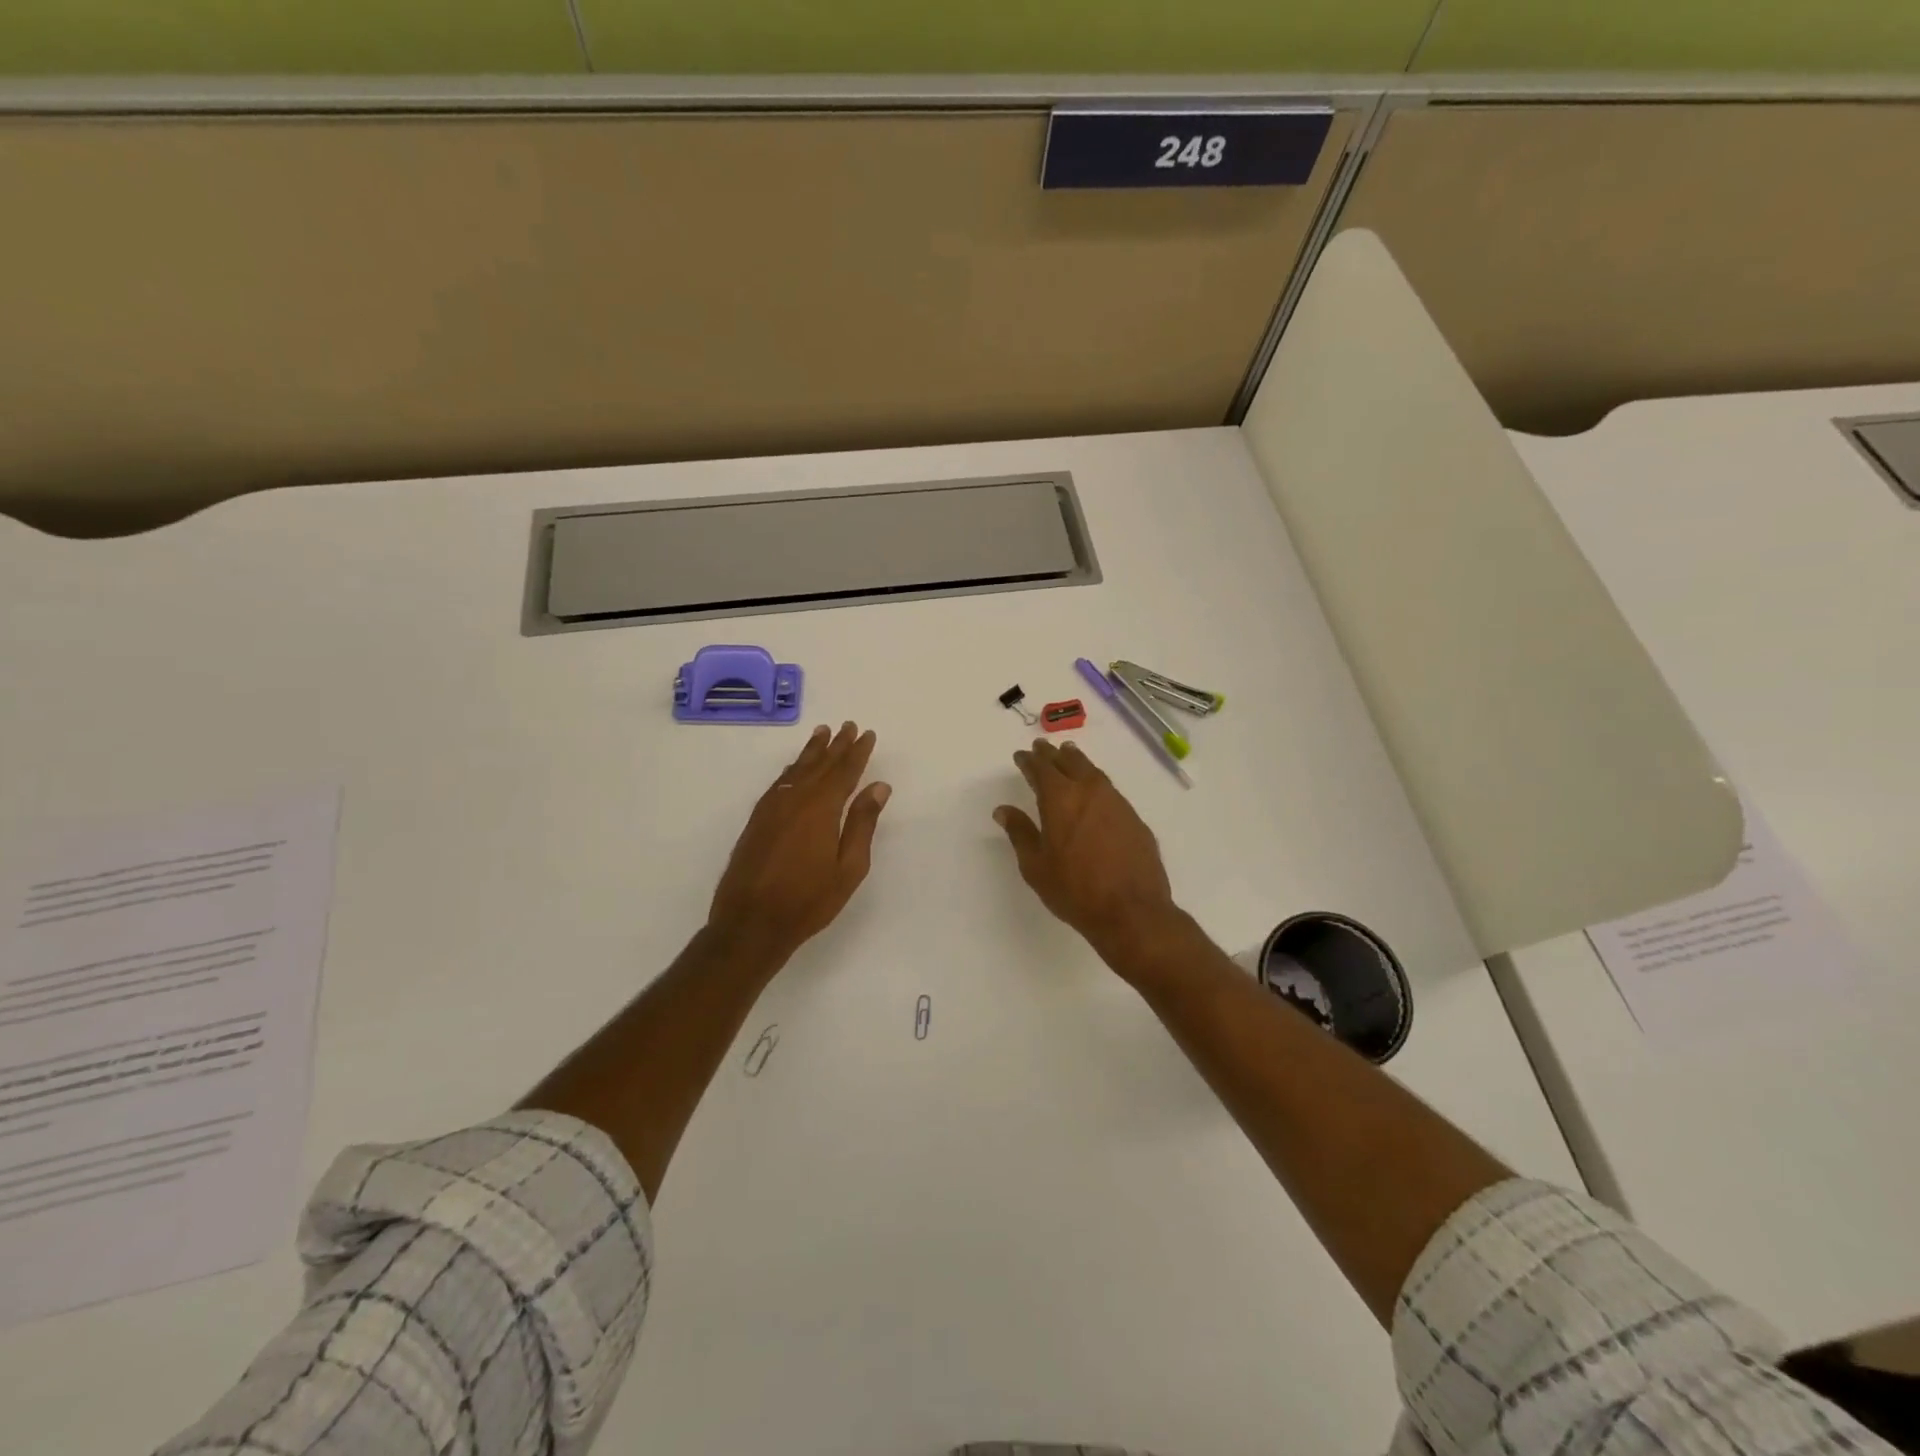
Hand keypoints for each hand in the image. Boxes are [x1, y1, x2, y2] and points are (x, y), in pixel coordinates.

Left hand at [708, 722, 890, 963]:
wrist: (750, 923)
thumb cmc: (808, 900)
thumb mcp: (849, 867)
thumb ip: (862, 823)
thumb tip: (878, 786)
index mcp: (821, 808)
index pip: (844, 772)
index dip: (857, 752)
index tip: (868, 734)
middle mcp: (795, 799)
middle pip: (820, 765)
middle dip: (836, 745)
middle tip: (848, 726)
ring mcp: (771, 808)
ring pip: (796, 770)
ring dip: (812, 751)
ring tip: (822, 733)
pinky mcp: (757, 820)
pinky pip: (779, 783)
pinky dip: (791, 769)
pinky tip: (795, 768)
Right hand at [994, 739, 1179, 959]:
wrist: (1132, 912)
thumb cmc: (1075, 891)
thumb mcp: (1036, 866)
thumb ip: (1020, 833)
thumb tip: (1003, 809)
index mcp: (1060, 799)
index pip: (1041, 770)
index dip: (1029, 761)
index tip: (1021, 755)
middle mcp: (1090, 792)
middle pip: (1069, 762)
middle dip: (1053, 754)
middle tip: (1043, 747)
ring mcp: (1117, 803)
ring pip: (1093, 772)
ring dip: (1077, 761)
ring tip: (1069, 755)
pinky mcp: (1134, 818)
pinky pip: (1110, 790)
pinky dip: (1096, 782)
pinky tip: (1095, 791)